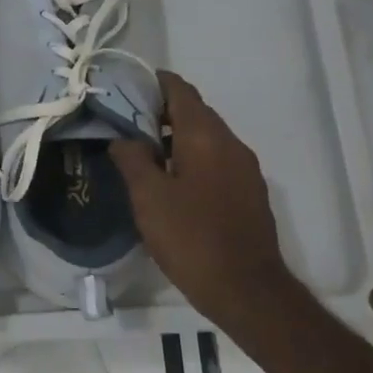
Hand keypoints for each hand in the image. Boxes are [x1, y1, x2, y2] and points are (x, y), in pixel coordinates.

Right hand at [110, 70, 302, 329]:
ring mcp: (245, 170)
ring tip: (141, 151)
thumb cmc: (191, 237)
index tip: (125, 86)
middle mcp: (231, 144)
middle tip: (124, 121)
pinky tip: (169, 180)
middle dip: (160, 111)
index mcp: (206, 137)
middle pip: (195, 112)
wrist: (246, 290)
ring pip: (206, 138)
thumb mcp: (148, 196)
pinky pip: (216, 160)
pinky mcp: (249, 193)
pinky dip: (191, 158)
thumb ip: (132, 158)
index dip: (153, 82)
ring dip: (175, 137)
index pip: (180, 90)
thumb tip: (123, 138)